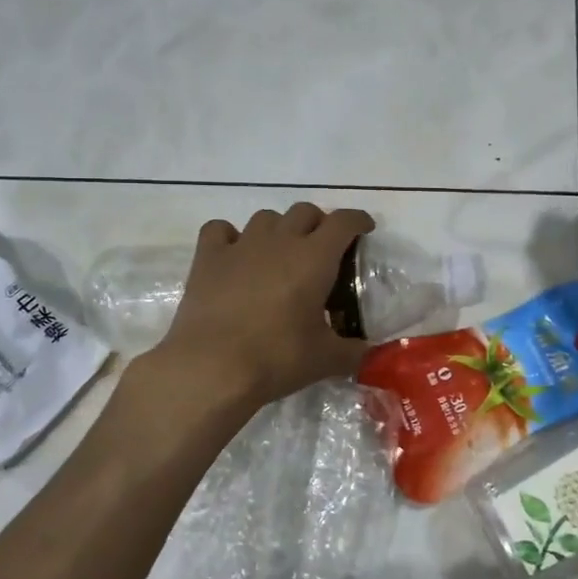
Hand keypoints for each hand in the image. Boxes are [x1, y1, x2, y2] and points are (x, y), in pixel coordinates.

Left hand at [149, 203, 375, 411]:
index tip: (364, 229)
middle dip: (318, 223)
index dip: (357, 220)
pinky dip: (230, 237)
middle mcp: (279, 240)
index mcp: (314, 258)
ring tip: (280, 254)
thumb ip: (353, 351)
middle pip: (304, 211)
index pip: (343, 221)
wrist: (212, 367)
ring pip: (265, 218)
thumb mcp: (325, 359)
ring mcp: (241, 245)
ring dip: (278, 229)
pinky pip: (220, 229)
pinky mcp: (208, 257)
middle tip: (322, 249)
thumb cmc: (277, 358)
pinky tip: (234, 255)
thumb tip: (369, 353)